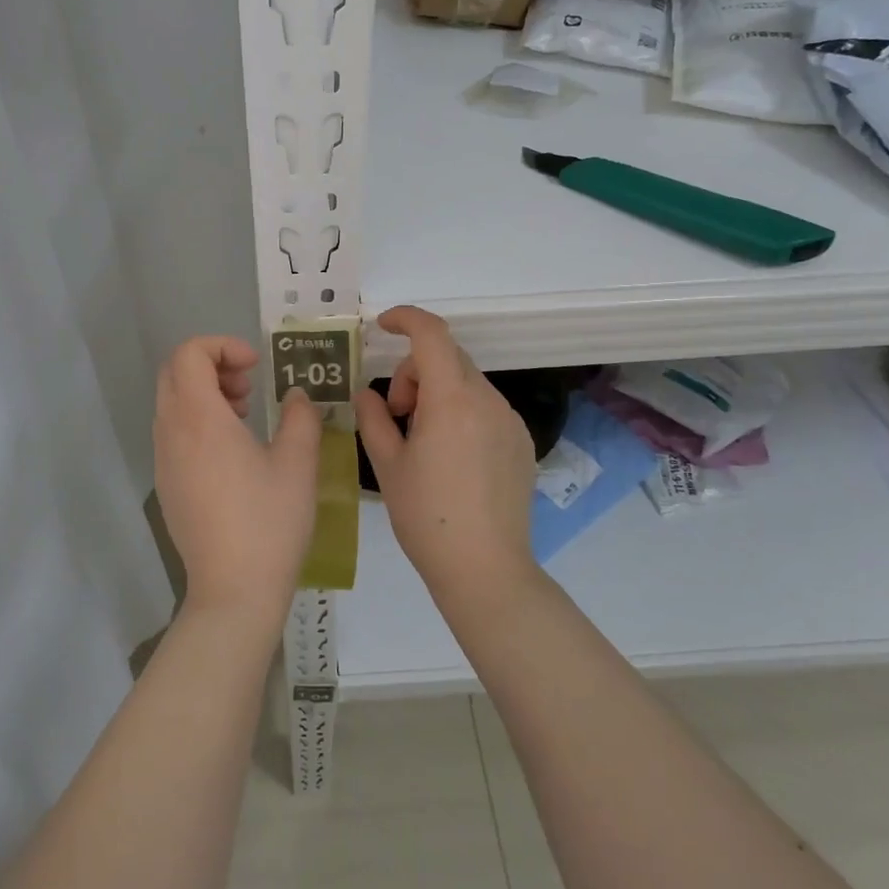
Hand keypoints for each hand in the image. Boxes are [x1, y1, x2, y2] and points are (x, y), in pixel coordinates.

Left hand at [154, 336, 320, 638]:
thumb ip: (300, 417)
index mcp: (199, 419)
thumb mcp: (298, 464)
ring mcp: (164, 460)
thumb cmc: (268, 522)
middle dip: (212, 365)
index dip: (222, 346)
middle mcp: (171, 432)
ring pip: (172, 402)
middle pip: (174, 373)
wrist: (233, 591)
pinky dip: (198, 421)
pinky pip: (173, 432)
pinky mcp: (166, 484)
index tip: (256, 367)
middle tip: (249, 388)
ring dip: (205, 393)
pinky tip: (233, 452)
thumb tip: (296, 396)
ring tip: (246, 416)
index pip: (189, 354)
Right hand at [354, 307, 537, 610]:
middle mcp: (487, 400)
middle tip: (396, 414)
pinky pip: (484, 406)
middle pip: (446, 357)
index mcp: (452, 400)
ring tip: (421, 439)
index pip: (431, 334)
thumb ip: (373, 418)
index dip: (405, 319)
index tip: (381, 327)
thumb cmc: (426, 517)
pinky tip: (450, 455)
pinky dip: (460, 410)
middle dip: (413, 372)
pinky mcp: (521, 441)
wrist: (485, 569)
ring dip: (436, 392)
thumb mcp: (387, 465)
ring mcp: (509, 420)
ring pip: (465, 381)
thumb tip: (367, 393)